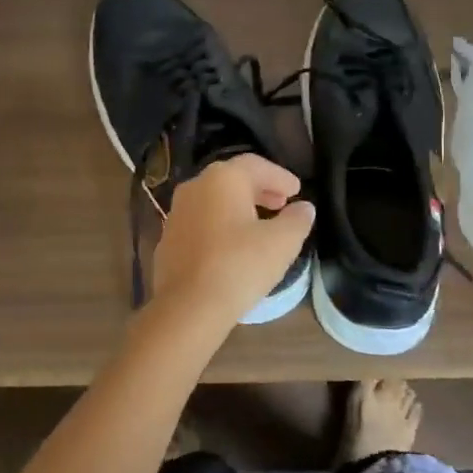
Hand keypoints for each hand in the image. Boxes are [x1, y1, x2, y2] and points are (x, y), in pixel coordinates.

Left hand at [150, 155, 315, 334]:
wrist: (187, 307)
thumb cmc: (239, 266)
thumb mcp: (281, 243)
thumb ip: (297, 220)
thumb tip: (304, 208)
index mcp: (223, 178)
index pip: (256, 165)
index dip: (280, 177)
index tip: (297, 191)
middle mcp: (196, 187)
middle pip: (233, 180)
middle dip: (260, 190)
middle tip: (282, 204)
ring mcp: (177, 213)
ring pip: (214, 201)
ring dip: (239, 208)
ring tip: (261, 225)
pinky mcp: (168, 240)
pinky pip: (201, 223)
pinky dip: (221, 226)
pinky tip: (233, 247)